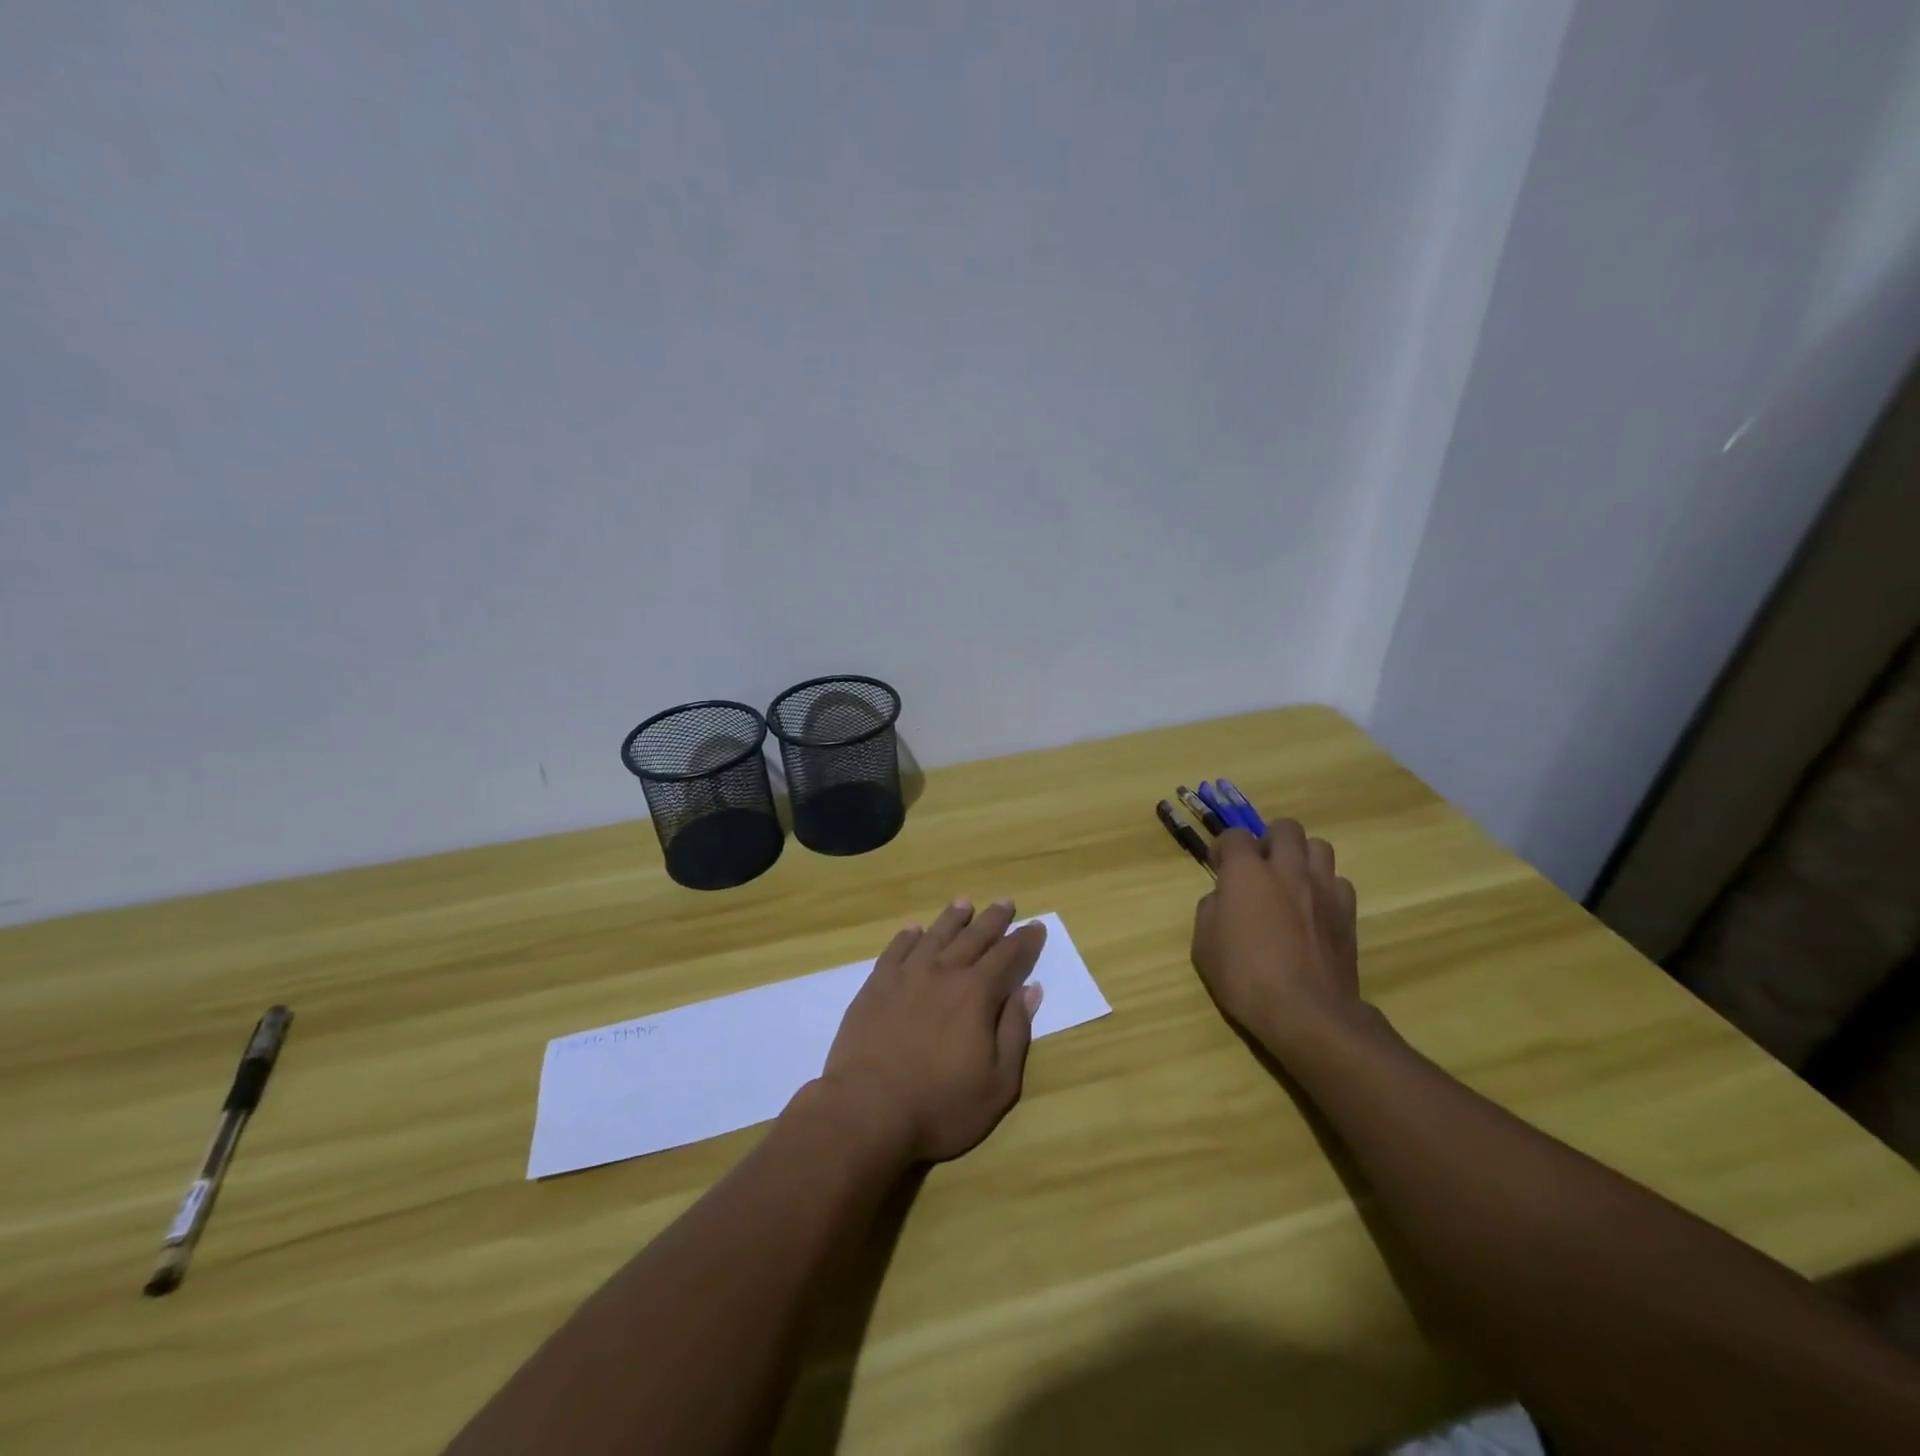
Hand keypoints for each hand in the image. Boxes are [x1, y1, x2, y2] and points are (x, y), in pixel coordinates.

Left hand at [819, 899, 1046, 1164]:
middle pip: (974, 937)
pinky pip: (896, 950)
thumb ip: (1015, 1031)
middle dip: (993, 920)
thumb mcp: (998, 1083)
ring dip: (952, 919)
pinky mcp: (875, 986)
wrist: (867, 1110)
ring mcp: (905, 976)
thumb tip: (1030, 989)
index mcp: (977, 993)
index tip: (1036, 926)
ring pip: (935, 936)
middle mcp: (943, 973)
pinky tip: (914, 931)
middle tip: (1005, 902)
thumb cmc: (941, 1106)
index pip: (1008, 956)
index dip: (1025, 941)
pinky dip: (908, 937)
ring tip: (964, 904)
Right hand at [1191, 823, 1363, 1056]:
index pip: (1234, 836)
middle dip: (1269, 840)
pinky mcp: (1348, 912)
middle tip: (1260, 868)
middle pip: (1285, 828)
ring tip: (1291, 882)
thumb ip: (1212, 909)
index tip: (1219, 867)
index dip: (1224, 849)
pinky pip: (1339, 881)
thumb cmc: (1245, 978)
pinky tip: (1314, 910)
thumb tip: (1224, 898)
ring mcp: (1322, 888)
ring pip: (1319, 846)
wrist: (1307, 1013)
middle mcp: (1287, 869)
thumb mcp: (1204, 945)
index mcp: (1247, 872)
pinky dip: (1325, 888)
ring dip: (1302, 857)